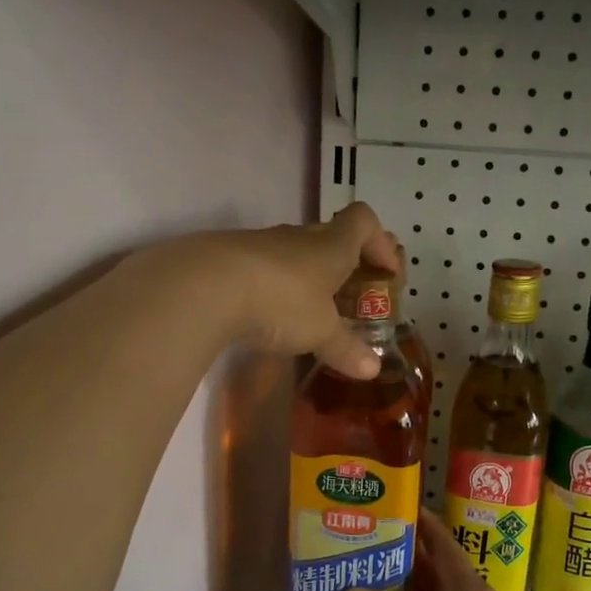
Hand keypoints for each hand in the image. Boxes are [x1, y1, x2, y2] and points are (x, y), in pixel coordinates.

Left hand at [207, 203, 400, 378]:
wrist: (204, 285)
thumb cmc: (281, 301)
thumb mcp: (320, 331)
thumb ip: (346, 348)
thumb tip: (372, 370)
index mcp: (331, 245)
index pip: (364, 221)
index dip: (380, 243)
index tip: (386, 273)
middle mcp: (299, 237)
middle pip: (331, 237)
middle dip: (346, 266)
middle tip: (350, 299)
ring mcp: (262, 243)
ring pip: (296, 253)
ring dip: (309, 277)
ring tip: (309, 313)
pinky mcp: (231, 257)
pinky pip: (264, 267)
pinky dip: (275, 286)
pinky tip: (268, 316)